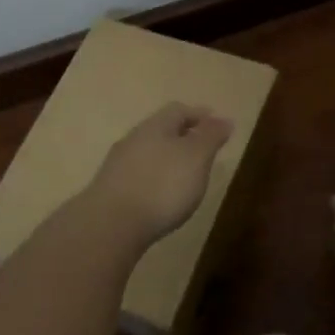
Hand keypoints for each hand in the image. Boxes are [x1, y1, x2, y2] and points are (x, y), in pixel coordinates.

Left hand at [85, 103, 233, 245]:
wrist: (111, 224)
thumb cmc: (162, 185)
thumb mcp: (196, 157)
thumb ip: (211, 137)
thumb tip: (224, 119)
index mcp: (155, 126)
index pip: (179, 110)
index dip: (199, 115)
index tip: (217, 124)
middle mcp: (134, 139)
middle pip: (161, 130)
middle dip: (183, 136)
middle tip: (203, 149)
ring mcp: (118, 165)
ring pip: (149, 152)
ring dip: (168, 158)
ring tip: (186, 174)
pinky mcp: (111, 189)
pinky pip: (139, 174)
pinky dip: (155, 178)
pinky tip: (162, 194)